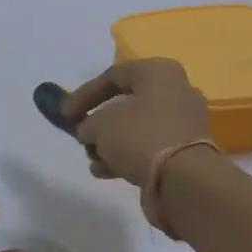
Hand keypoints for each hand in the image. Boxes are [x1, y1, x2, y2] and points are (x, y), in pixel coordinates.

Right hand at [62, 58, 212, 186]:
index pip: (113, 75)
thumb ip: (88, 123)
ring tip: (92, 160)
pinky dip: (127, 157)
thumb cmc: (139, 137)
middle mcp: (177, 91)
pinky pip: (150, 147)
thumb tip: (90, 130)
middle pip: (127, 103)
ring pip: (137, 128)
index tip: (65, 115)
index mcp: (159, 72)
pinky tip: (106, 172)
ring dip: (111, 143)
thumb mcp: (99, 125)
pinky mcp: (187, 150)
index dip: (84, 94)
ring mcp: (184, 122)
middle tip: (82, 136)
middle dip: (99, 122)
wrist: (184, 179)